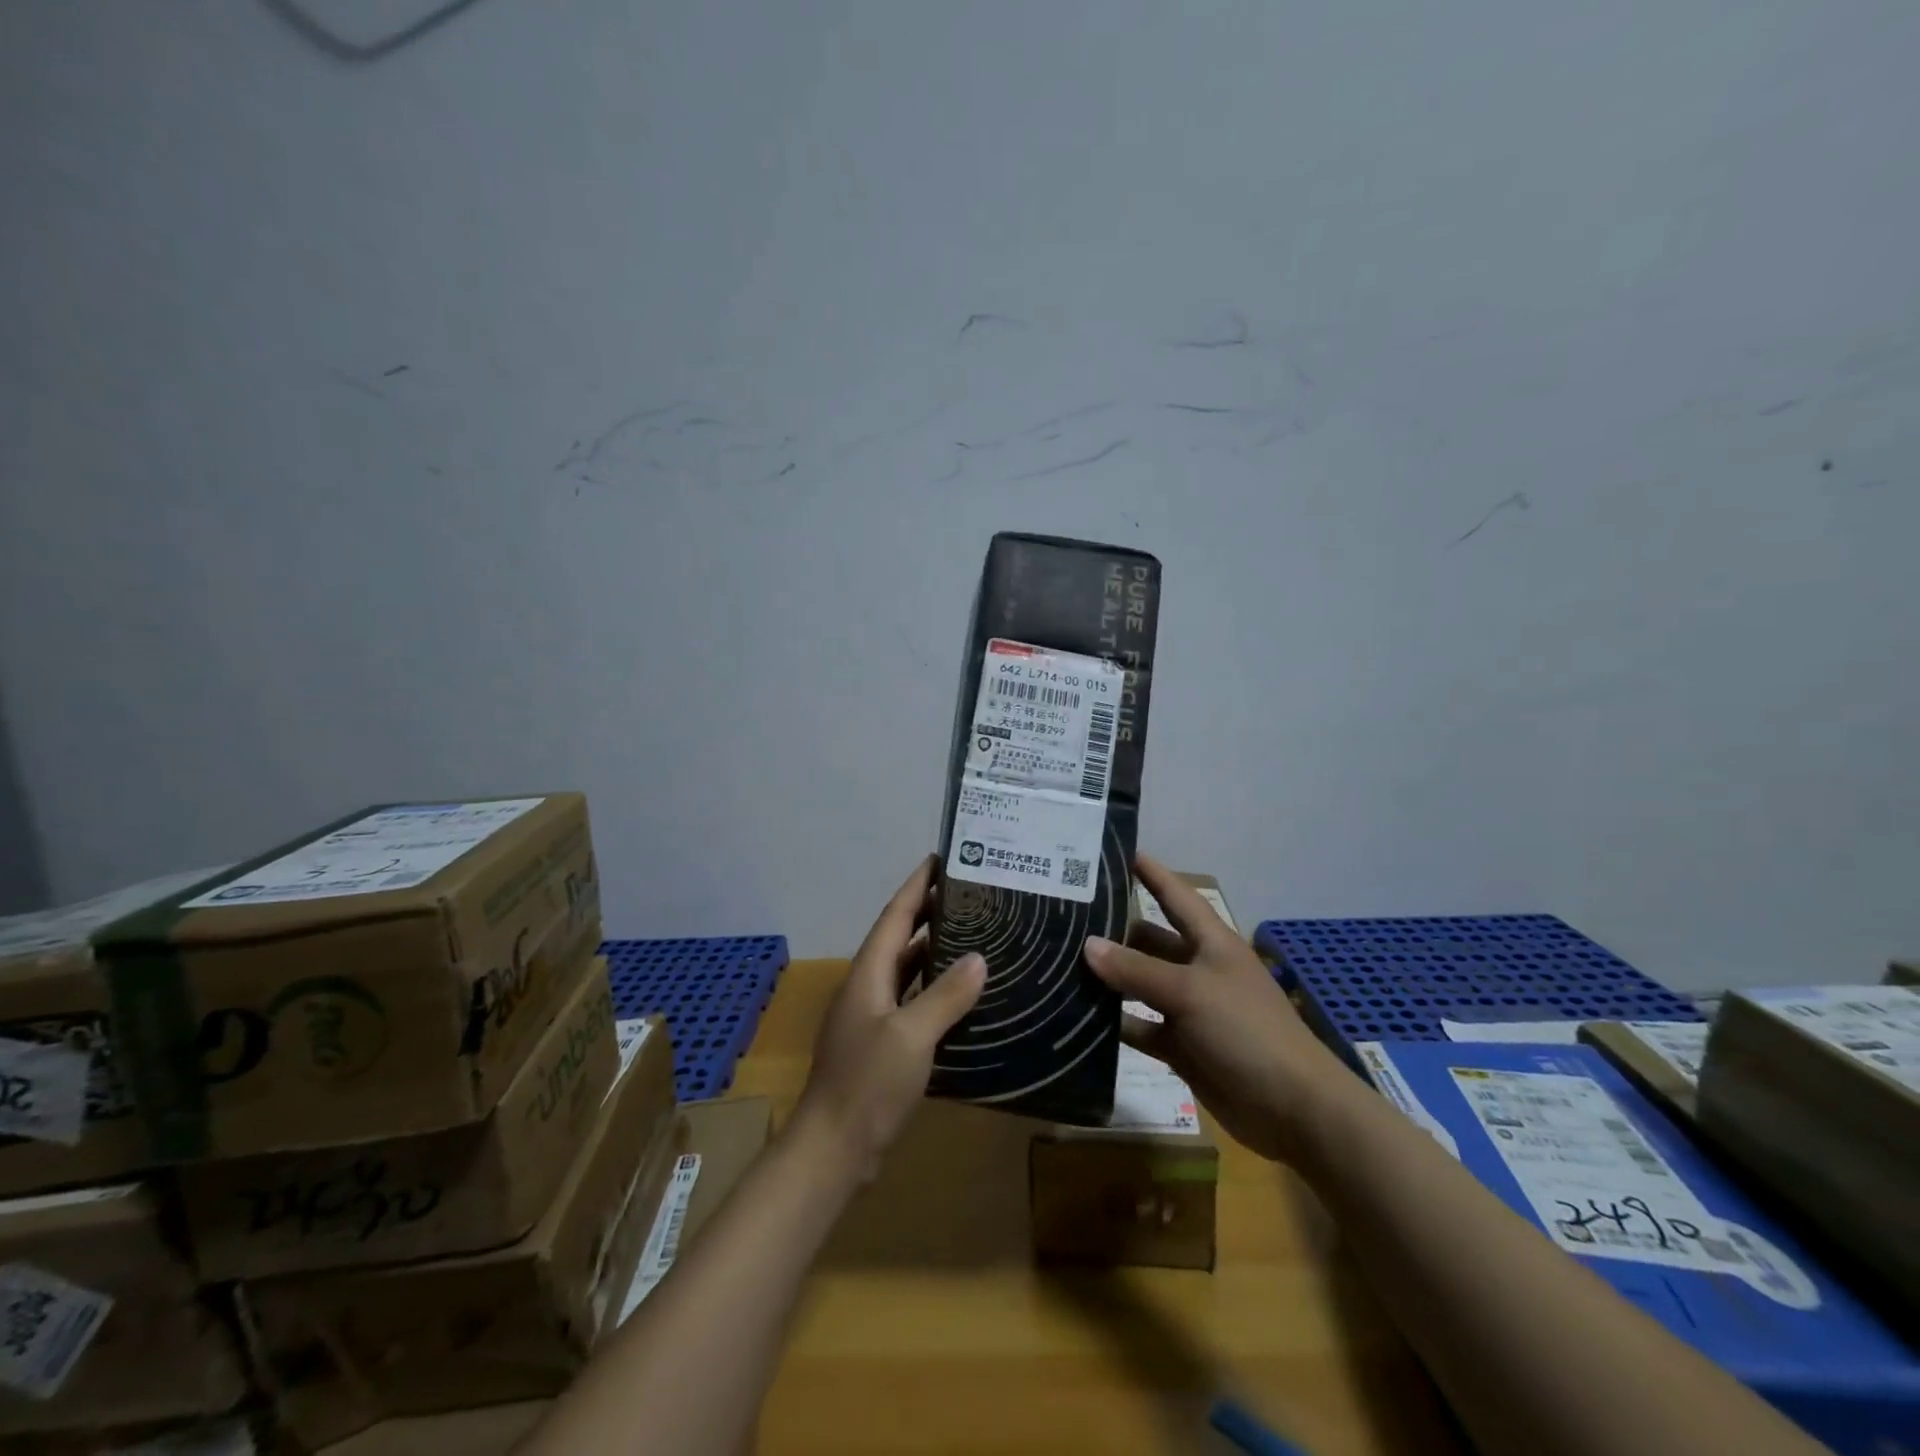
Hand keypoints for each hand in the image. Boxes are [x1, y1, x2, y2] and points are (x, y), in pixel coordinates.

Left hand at [792, 857, 986, 1179]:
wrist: (833, 1149)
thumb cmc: (868, 1084)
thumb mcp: (911, 1035)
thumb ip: (945, 995)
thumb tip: (979, 957)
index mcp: (868, 973)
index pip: (895, 915)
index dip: (916, 885)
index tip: (941, 858)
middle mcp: (867, 986)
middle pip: (899, 937)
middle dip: (928, 912)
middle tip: (969, 894)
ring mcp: (871, 1016)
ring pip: (905, 970)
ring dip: (933, 950)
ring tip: (972, 934)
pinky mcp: (880, 1044)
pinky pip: (910, 1001)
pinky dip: (933, 989)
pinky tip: (960, 995)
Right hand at [1082, 855, 1350, 1162]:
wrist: (1294, 1110)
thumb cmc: (1246, 1031)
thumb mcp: (1190, 991)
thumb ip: (1136, 969)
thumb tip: (1087, 945)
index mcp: (1211, 943)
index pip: (1175, 896)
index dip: (1150, 872)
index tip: (1116, 851)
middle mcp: (1198, 969)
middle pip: (1150, 940)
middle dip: (1115, 930)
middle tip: (1065, 917)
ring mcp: (1189, 1010)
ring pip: (1140, 985)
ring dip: (1109, 979)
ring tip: (1060, 964)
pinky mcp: (1182, 1047)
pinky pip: (1141, 1027)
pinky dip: (1116, 1024)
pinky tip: (1079, 1018)